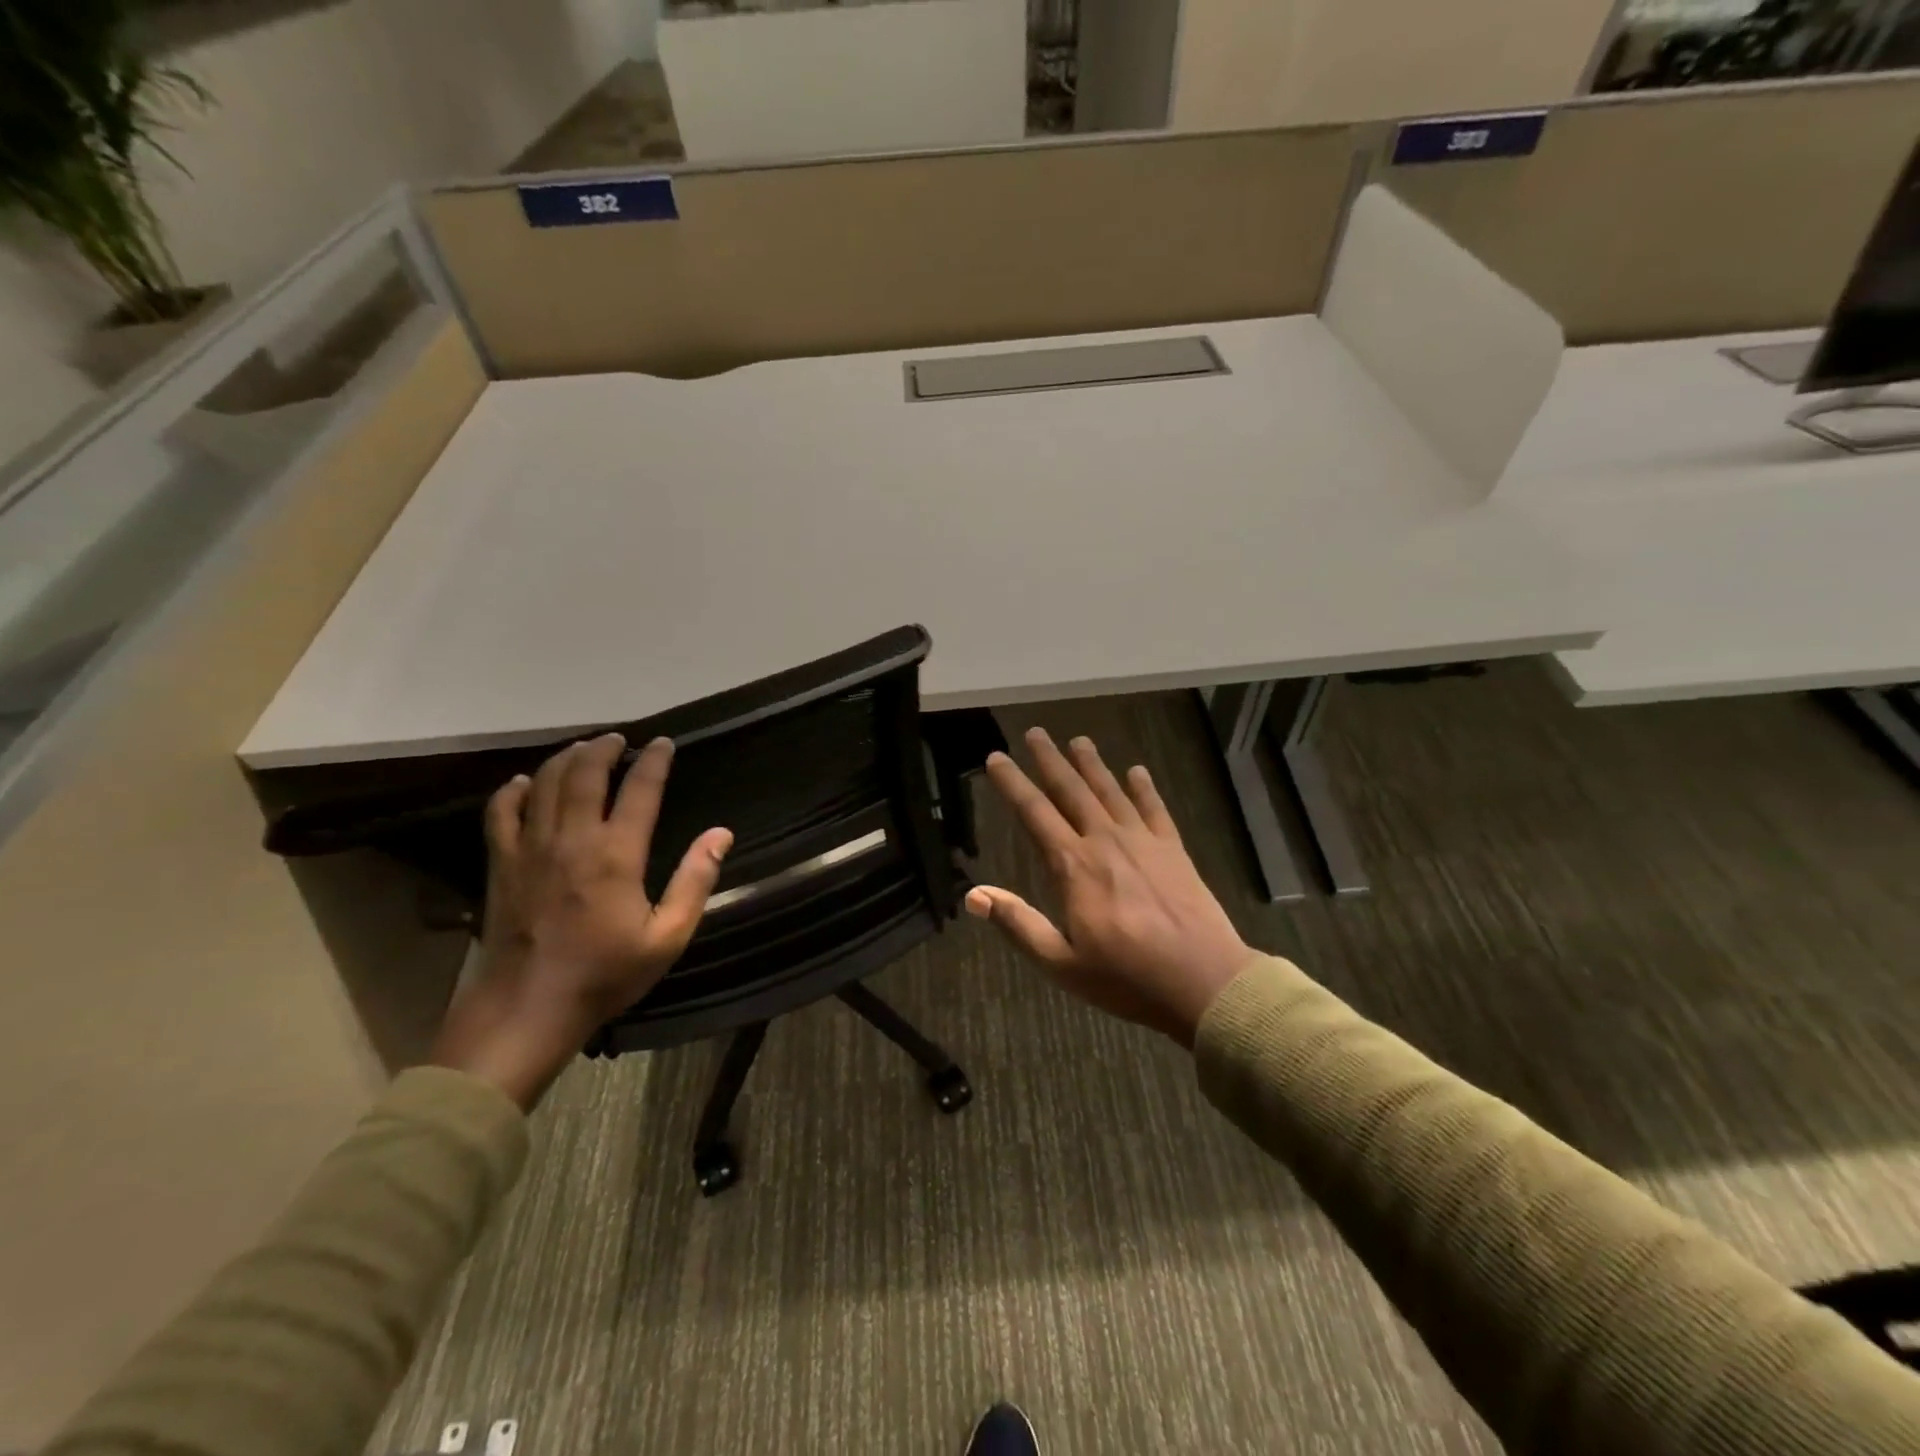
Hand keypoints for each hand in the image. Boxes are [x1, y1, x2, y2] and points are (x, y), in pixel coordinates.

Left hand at [430, 733, 731, 1107]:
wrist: (528, 1008)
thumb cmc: (605, 974)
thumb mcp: (667, 936)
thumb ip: (695, 881)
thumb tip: (721, 834)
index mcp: (616, 855)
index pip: (639, 790)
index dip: (655, 761)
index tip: (664, 744)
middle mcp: (572, 839)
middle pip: (584, 773)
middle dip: (605, 748)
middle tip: (620, 739)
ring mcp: (530, 848)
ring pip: (543, 783)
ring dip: (565, 758)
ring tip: (582, 749)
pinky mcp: (501, 864)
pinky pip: (500, 812)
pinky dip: (512, 790)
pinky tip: (524, 782)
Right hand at [967, 728, 1255, 1046]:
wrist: (1205, 982)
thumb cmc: (1127, 978)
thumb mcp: (1062, 963)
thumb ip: (1018, 924)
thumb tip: (973, 894)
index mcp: (1074, 867)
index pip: (1035, 813)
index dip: (1012, 783)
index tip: (996, 758)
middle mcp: (1106, 842)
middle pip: (1072, 791)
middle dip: (1050, 760)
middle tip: (1035, 733)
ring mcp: (1143, 842)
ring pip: (1111, 792)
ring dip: (1093, 765)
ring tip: (1079, 740)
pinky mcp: (1174, 850)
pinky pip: (1155, 809)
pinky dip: (1144, 788)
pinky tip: (1137, 771)